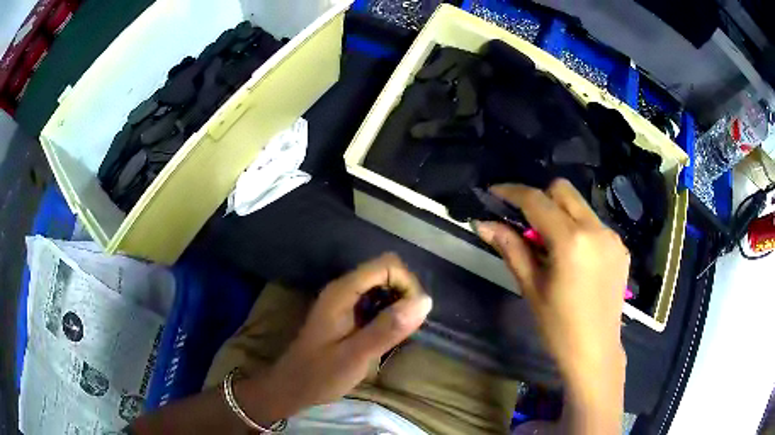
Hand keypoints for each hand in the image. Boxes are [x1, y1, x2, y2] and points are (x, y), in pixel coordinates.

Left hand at [238, 253, 432, 422]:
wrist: (292, 387)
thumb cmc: (320, 375)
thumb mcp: (356, 356)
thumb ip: (388, 328)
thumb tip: (426, 301)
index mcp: (342, 292)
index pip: (387, 265)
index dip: (407, 285)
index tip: (412, 316)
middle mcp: (343, 289)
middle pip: (386, 272)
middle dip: (404, 294)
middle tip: (406, 328)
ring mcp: (344, 300)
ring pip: (382, 287)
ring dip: (398, 305)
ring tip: (398, 334)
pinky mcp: (346, 313)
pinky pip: (375, 302)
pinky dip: (388, 314)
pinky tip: (386, 336)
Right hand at [475, 180, 627, 432]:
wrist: (596, 351)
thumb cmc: (558, 327)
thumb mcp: (531, 288)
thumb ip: (510, 248)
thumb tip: (484, 224)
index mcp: (571, 241)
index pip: (537, 201)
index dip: (512, 192)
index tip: (495, 193)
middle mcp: (596, 229)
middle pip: (563, 190)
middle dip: (540, 197)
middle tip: (525, 221)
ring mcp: (613, 237)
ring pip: (581, 206)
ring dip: (560, 213)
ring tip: (550, 245)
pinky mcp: (621, 248)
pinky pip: (595, 224)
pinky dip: (579, 229)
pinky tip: (574, 257)